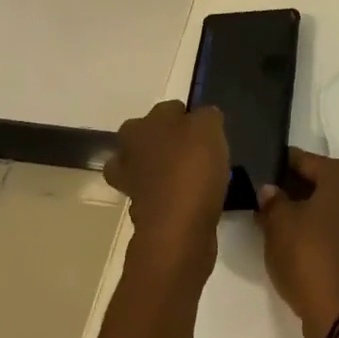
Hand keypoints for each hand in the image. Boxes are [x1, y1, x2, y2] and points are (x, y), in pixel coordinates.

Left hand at [105, 101, 228, 276]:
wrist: (178, 228)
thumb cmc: (192, 168)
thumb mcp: (210, 127)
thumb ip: (207, 115)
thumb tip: (204, 117)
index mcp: (142, 125)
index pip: (170, 109)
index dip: (190, 117)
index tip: (207, 131)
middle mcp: (128, 151)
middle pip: (150, 137)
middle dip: (167, 142)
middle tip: (197, 152)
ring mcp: (131, 183)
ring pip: (147, 167)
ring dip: (164, 171)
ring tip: (192, 177)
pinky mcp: (140, 212)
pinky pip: (157, 194)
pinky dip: (169, 195)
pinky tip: (190, 199)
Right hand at [255, 149, 338, 337]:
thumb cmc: (310, 257)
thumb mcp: (279, 225)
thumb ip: (271, 200)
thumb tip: (269, 189)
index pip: (301, 159)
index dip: (276, 167)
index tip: (255, 176)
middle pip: (318, 180)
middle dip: (290, 188)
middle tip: (261, 201)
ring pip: (328, 203)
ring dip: (304, 210)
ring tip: (274, 223)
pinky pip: (338, 224)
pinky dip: (319, 227)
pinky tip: (296, 240)